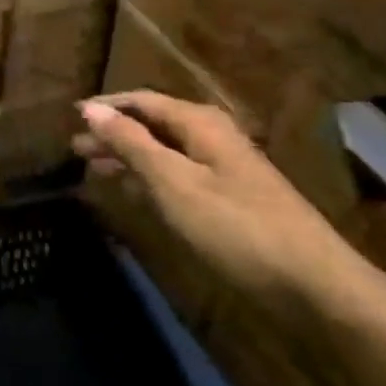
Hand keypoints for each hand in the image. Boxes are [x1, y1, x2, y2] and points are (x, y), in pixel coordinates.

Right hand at [73, 92, 367, 315]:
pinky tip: (133, 191)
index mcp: (199, 123)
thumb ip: (131, 144)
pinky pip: (178, 175)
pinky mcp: (230, 199)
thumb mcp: (173, 182)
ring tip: (93, 169)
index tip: (71, 118)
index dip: (106, 107)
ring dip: (129, 157)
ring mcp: (223, 168)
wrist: (314, 284)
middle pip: (152, 125)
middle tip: (75, 150)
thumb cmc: (236, 226)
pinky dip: (150, 178)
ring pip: (164, 151)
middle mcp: (211, 137)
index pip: (142, 101)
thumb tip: (91, 109)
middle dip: (113, 134)